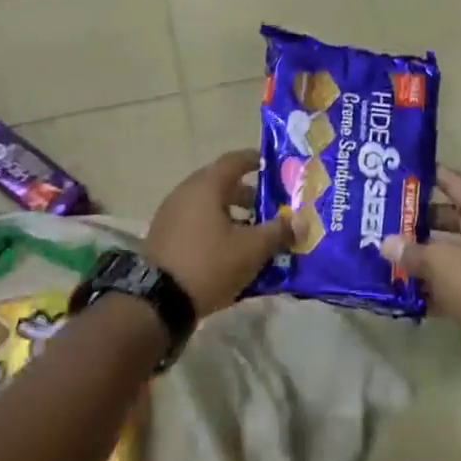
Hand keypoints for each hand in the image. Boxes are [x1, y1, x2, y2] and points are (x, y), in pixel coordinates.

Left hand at [144, 149, 294, 317]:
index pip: (234, 160)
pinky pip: (196, 221)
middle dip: (248, 194)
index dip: (255, 160)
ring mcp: (171, 213)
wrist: (160, 300)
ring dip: (231, 213)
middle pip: (221, 183)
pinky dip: (215, 227)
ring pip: (208, 205)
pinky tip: (230, 248)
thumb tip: (301, 221)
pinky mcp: (164, 235)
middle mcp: (185, 192)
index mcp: (206, 185)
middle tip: (271, 207)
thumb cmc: (210, 263)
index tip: (273, 167)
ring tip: (254, 232)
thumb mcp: (252, 249)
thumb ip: (278, 231)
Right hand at [382, 167, 460, 338]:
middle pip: (452, 216)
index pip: (454, 181)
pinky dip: (440, 282)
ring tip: (395, 256)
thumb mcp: (441, 264)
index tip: (401, 175)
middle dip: (420, 221)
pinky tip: (413, 292)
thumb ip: (411, 252)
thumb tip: (387, 244)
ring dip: (427, 254)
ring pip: (455, 249)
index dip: (427, 176)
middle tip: (389, 220)